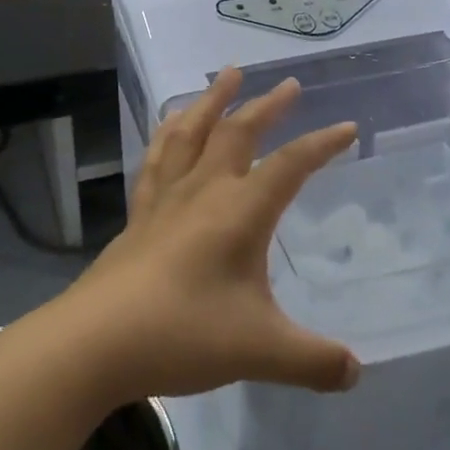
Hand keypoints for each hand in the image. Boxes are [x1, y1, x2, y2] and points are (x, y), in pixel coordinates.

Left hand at [41, 67, 361, 404]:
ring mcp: (165, 201)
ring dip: (212, 101)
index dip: (322, 144)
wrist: (94, 343)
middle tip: (287, 84)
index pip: (291, 165)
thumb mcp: (261, 352)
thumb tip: (355, 374)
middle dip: (267, 107)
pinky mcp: (137, 217)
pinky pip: (156, 160)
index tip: (347, 127)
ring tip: (225, 76)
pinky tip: (168, 126)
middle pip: (238, 133)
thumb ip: (314, 361)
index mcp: (239, 211)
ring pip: (191, 133)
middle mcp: (203, 192)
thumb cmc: (183, 334)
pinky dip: (167, 134)